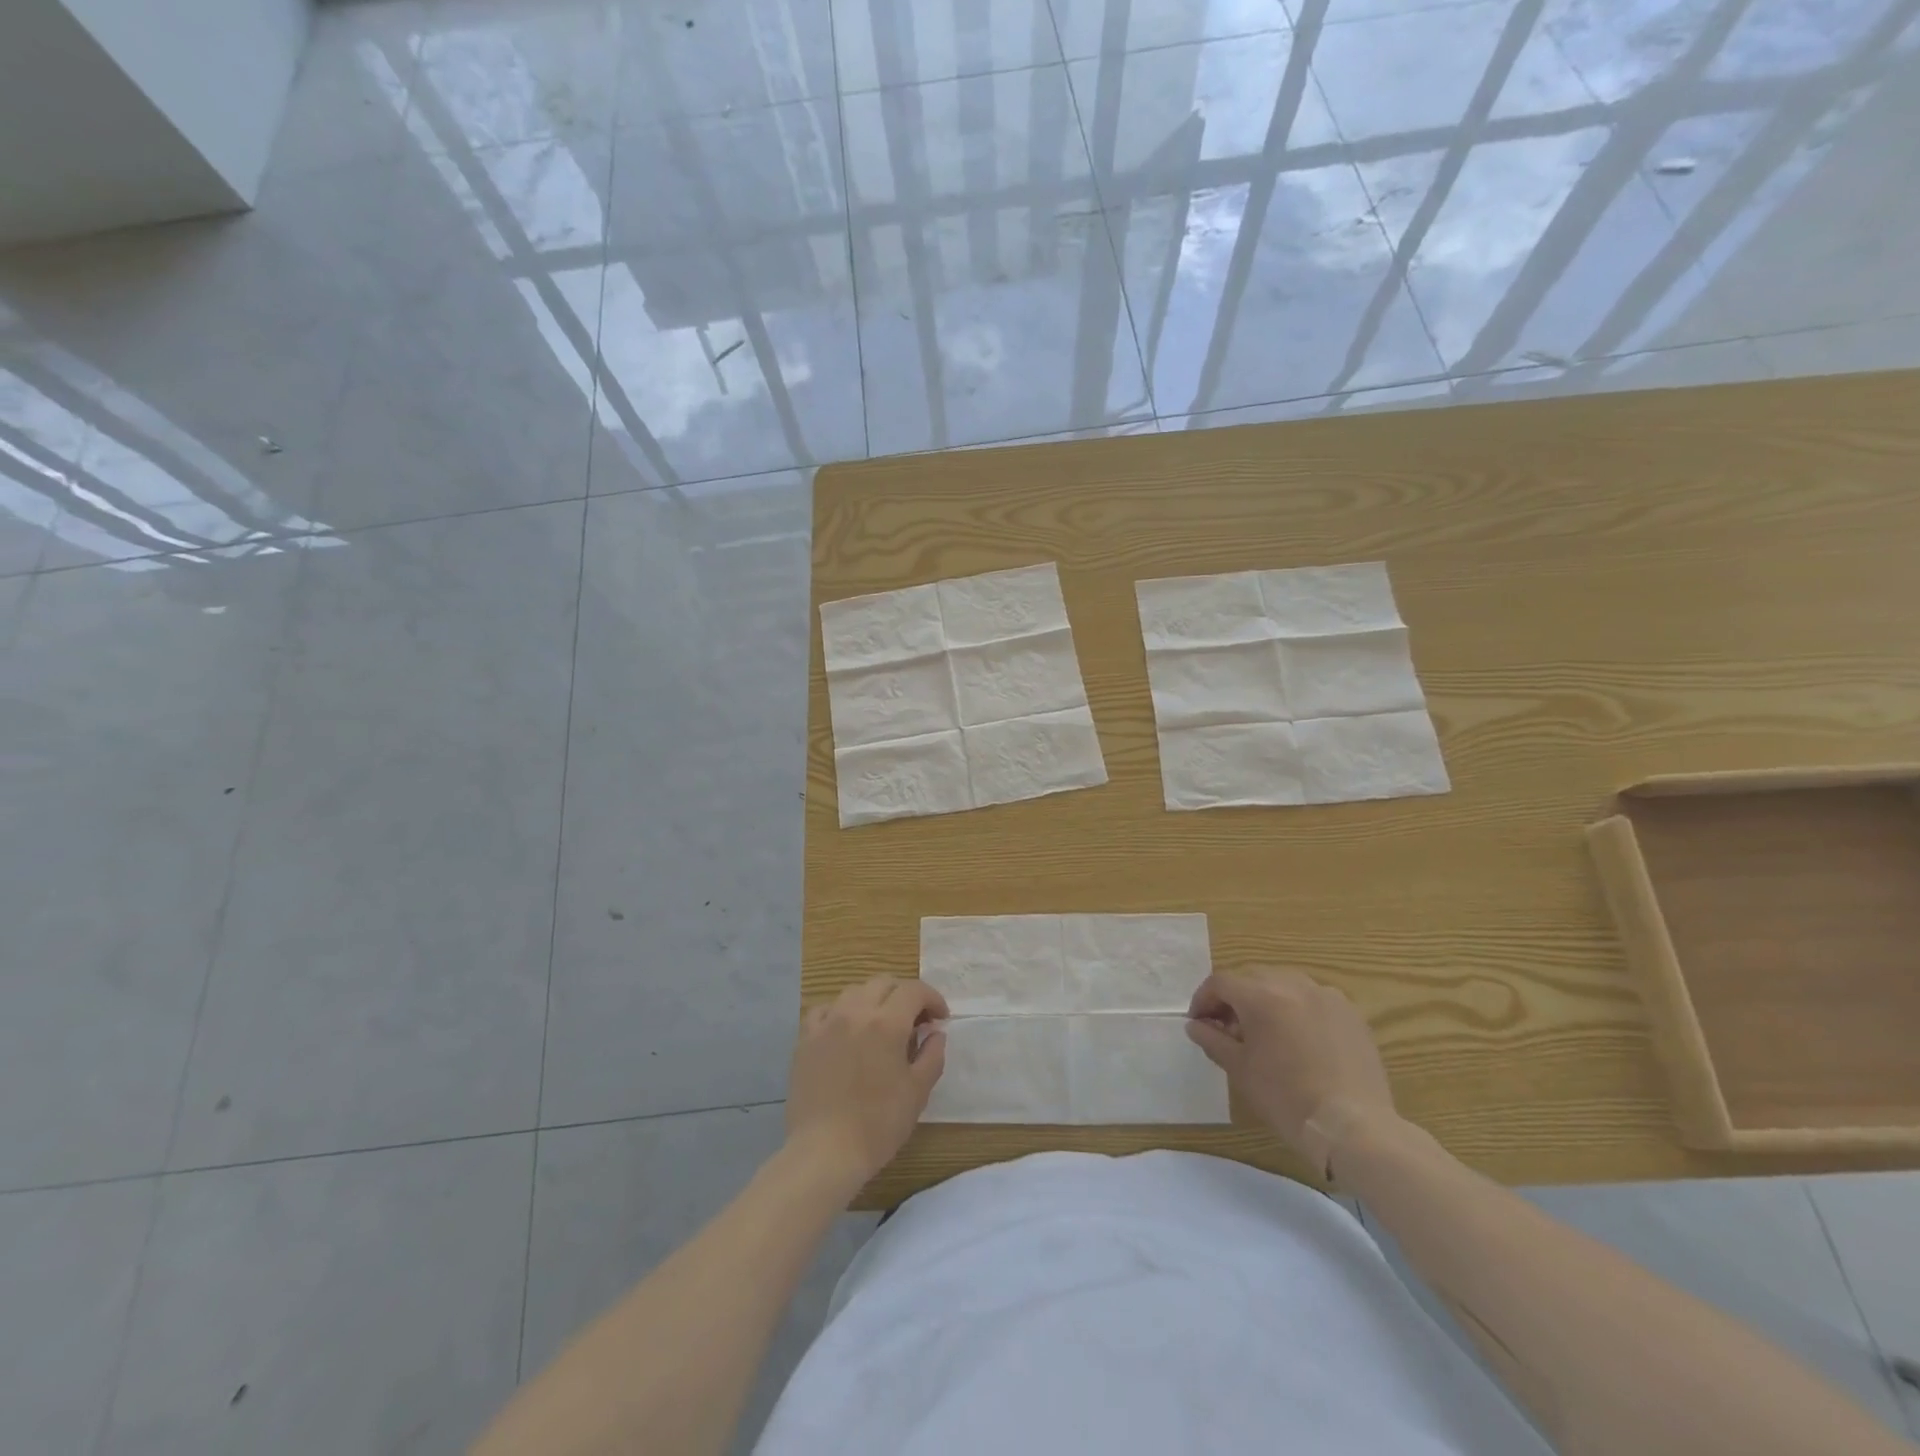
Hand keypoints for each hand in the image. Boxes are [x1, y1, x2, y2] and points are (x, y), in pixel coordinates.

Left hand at [785, 975, 947, 1190]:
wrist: (825, 1152)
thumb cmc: (878, 1124)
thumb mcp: (918, 1091)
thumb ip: (932, 1055)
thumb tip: (936, 1033)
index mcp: (887, 1023)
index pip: (914, 990)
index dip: (932, 999)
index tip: (940, 1019)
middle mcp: (855, 1012)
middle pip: (884, 983)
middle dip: (905, 995)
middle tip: (915, 1021)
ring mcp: (826, 1023)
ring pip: (854, 991)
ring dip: (874, 999)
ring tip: (881, 1024)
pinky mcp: (805, 1039)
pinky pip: (825, 1010)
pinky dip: (841, 1012)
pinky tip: (846, 1031)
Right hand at [1186, 969, 1398, 1176]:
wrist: (1354, 1128)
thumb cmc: (1287, 1098)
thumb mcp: (1240, 1070)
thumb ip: (1213, 1040)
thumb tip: (1196, 1025)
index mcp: (1261, 996)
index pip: (1220, 982)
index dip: (1204, 999)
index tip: (1199, 1023)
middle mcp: (1293, 984)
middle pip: (1252, 978)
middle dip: (1235, 999)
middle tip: (1228, 1029)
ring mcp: (1326, 996)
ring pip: (1284, 985)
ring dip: (1266, 1001)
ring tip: (1265, 1033)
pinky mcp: (1351, 1013)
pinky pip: (1314, 1000)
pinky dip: (1298, 1010)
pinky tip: (1299, 1040)